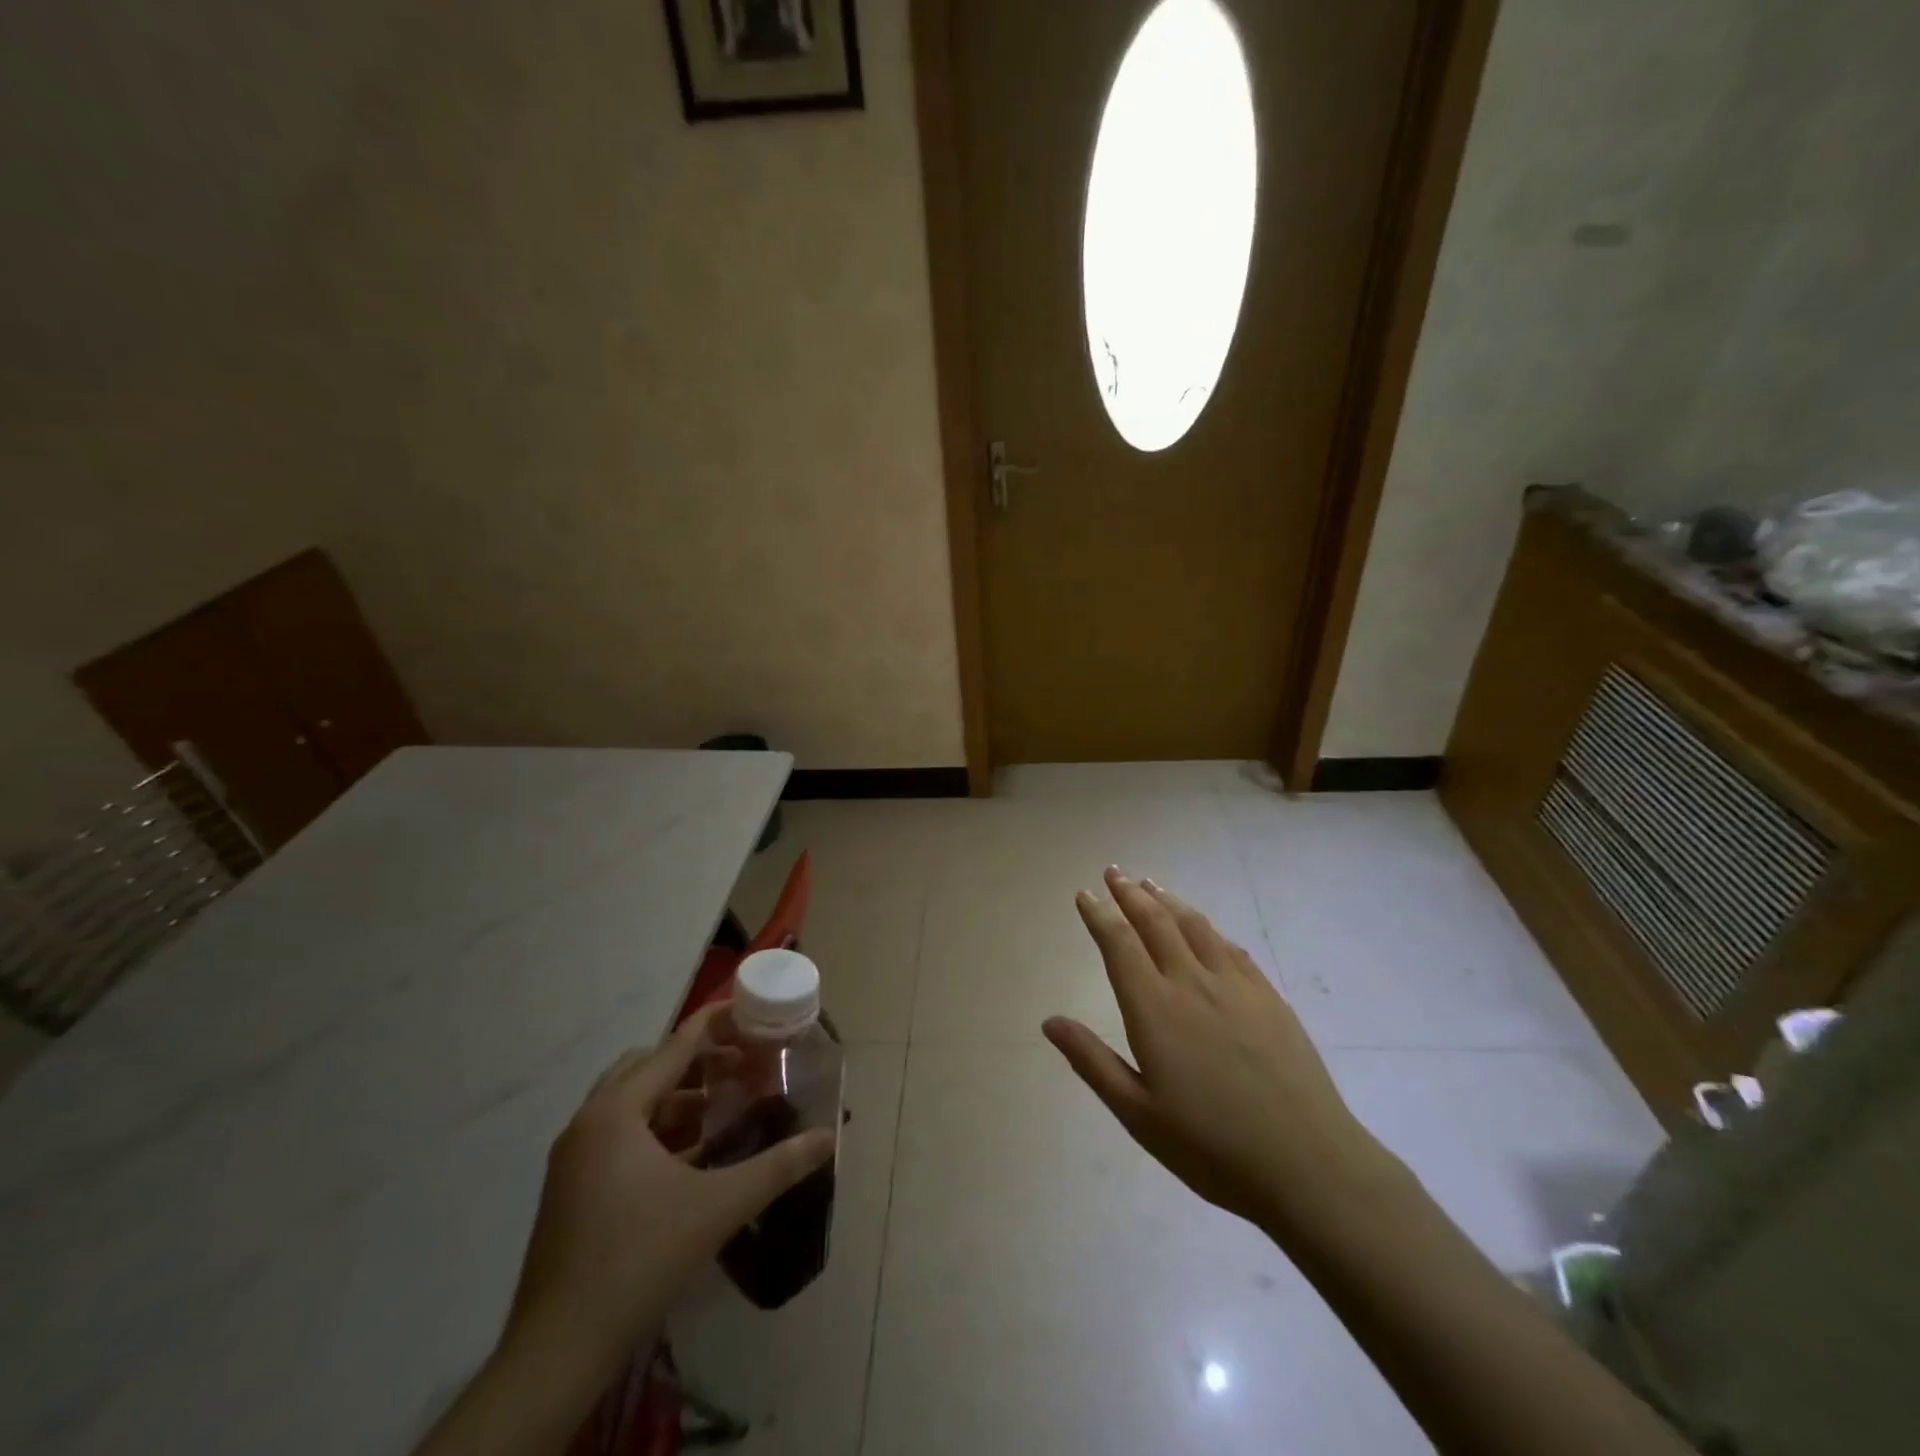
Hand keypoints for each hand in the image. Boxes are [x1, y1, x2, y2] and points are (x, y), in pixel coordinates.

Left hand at [502, 1002, 834, 1375]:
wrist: (557, 1352)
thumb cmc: (639, 1259)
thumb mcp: (719, 1207)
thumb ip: (777, 1167)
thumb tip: (827, 1138)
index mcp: (617, 1111)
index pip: (674, 1046)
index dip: (714, 1023)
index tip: (749, 1009)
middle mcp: (588, 1122)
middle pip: (647, 1066)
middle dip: (695, 1060)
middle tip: (739, 1066)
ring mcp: (573, 1158)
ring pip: (630, 1103)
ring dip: (675, 1096)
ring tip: (720, 1109)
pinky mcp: (569, 1189)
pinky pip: (617, 1135)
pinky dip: (655, 1130)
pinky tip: (690, 1157)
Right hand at [1044, 868, 1394, 1233]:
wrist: (1307, 1164)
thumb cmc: (1210, 1147)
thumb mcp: (1138, 1114)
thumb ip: (1092, 1061)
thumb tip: (1049, 1021)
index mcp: (1154, 1008)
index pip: (1119, 944)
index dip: (1099, 915)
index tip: (1085, 894)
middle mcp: (1191, 982)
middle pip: (1155, 922)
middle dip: (1129, 893)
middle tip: (1113, 872)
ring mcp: (1235, 986)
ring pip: (1194, 926)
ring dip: (1168, 900)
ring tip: (1150, 884)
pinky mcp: (1269, 997)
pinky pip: (1231, 948)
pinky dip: (1208, 929)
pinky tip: (1205, 929)